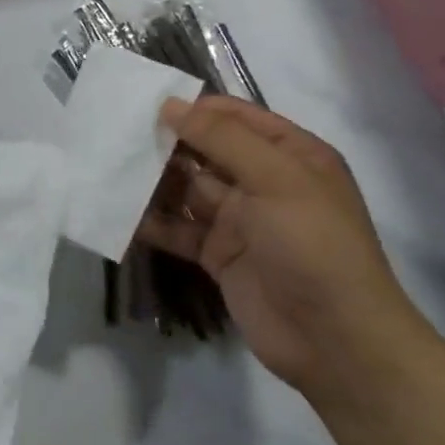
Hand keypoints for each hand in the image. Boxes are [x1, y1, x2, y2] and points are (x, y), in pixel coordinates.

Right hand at [137, 96, 433, 402]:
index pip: (236, 117)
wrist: (334, 340)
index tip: (146, 103)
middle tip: (117, 133)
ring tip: (109, 167)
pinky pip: (178, 228)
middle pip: (205, 150)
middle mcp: (263, 182)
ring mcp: (240, 219)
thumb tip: (170, 105)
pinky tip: (118, 211)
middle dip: (166, 142)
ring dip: (153, 179)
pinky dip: (151, 221)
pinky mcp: (218, 254)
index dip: (194, 108)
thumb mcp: (275, 179)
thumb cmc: (313, 245)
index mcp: (291, 156)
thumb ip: (221, 138)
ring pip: (187, 188)